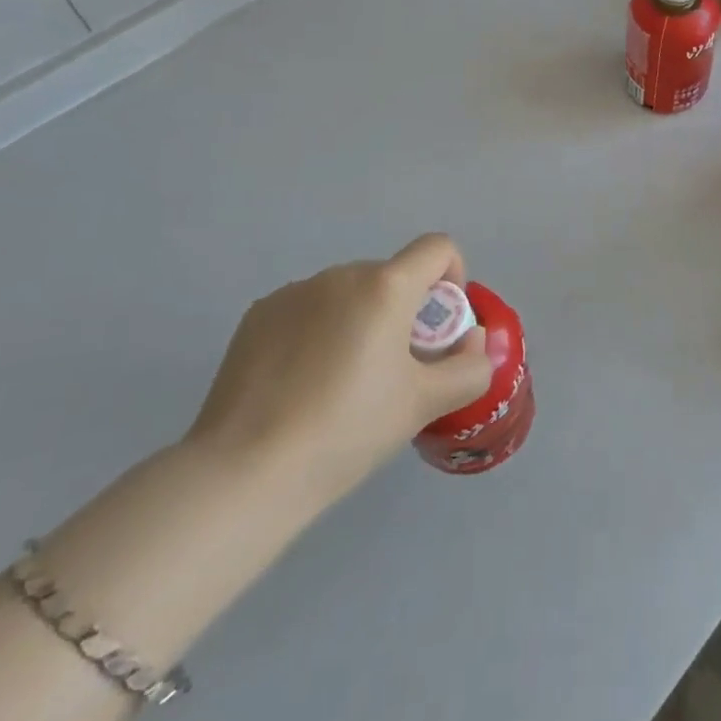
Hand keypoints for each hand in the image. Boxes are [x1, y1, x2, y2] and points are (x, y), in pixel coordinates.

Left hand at [183, 234, 494, 498]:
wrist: (245, 472)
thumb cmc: (347, 431)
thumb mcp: (422, 405)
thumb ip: (467, 369)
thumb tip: (474, 343)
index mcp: (386, 286)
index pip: (438, 248)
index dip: (452, 277)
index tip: (439, 328)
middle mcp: (341, 274)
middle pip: (391, 276)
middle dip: (403, 311)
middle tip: (393, 371)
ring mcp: (294, 291)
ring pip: (348, 294)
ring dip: (360, 320)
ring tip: (341, 384)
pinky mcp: (258, 315)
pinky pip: (307, 310)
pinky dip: (318, 332)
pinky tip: (300, 385)